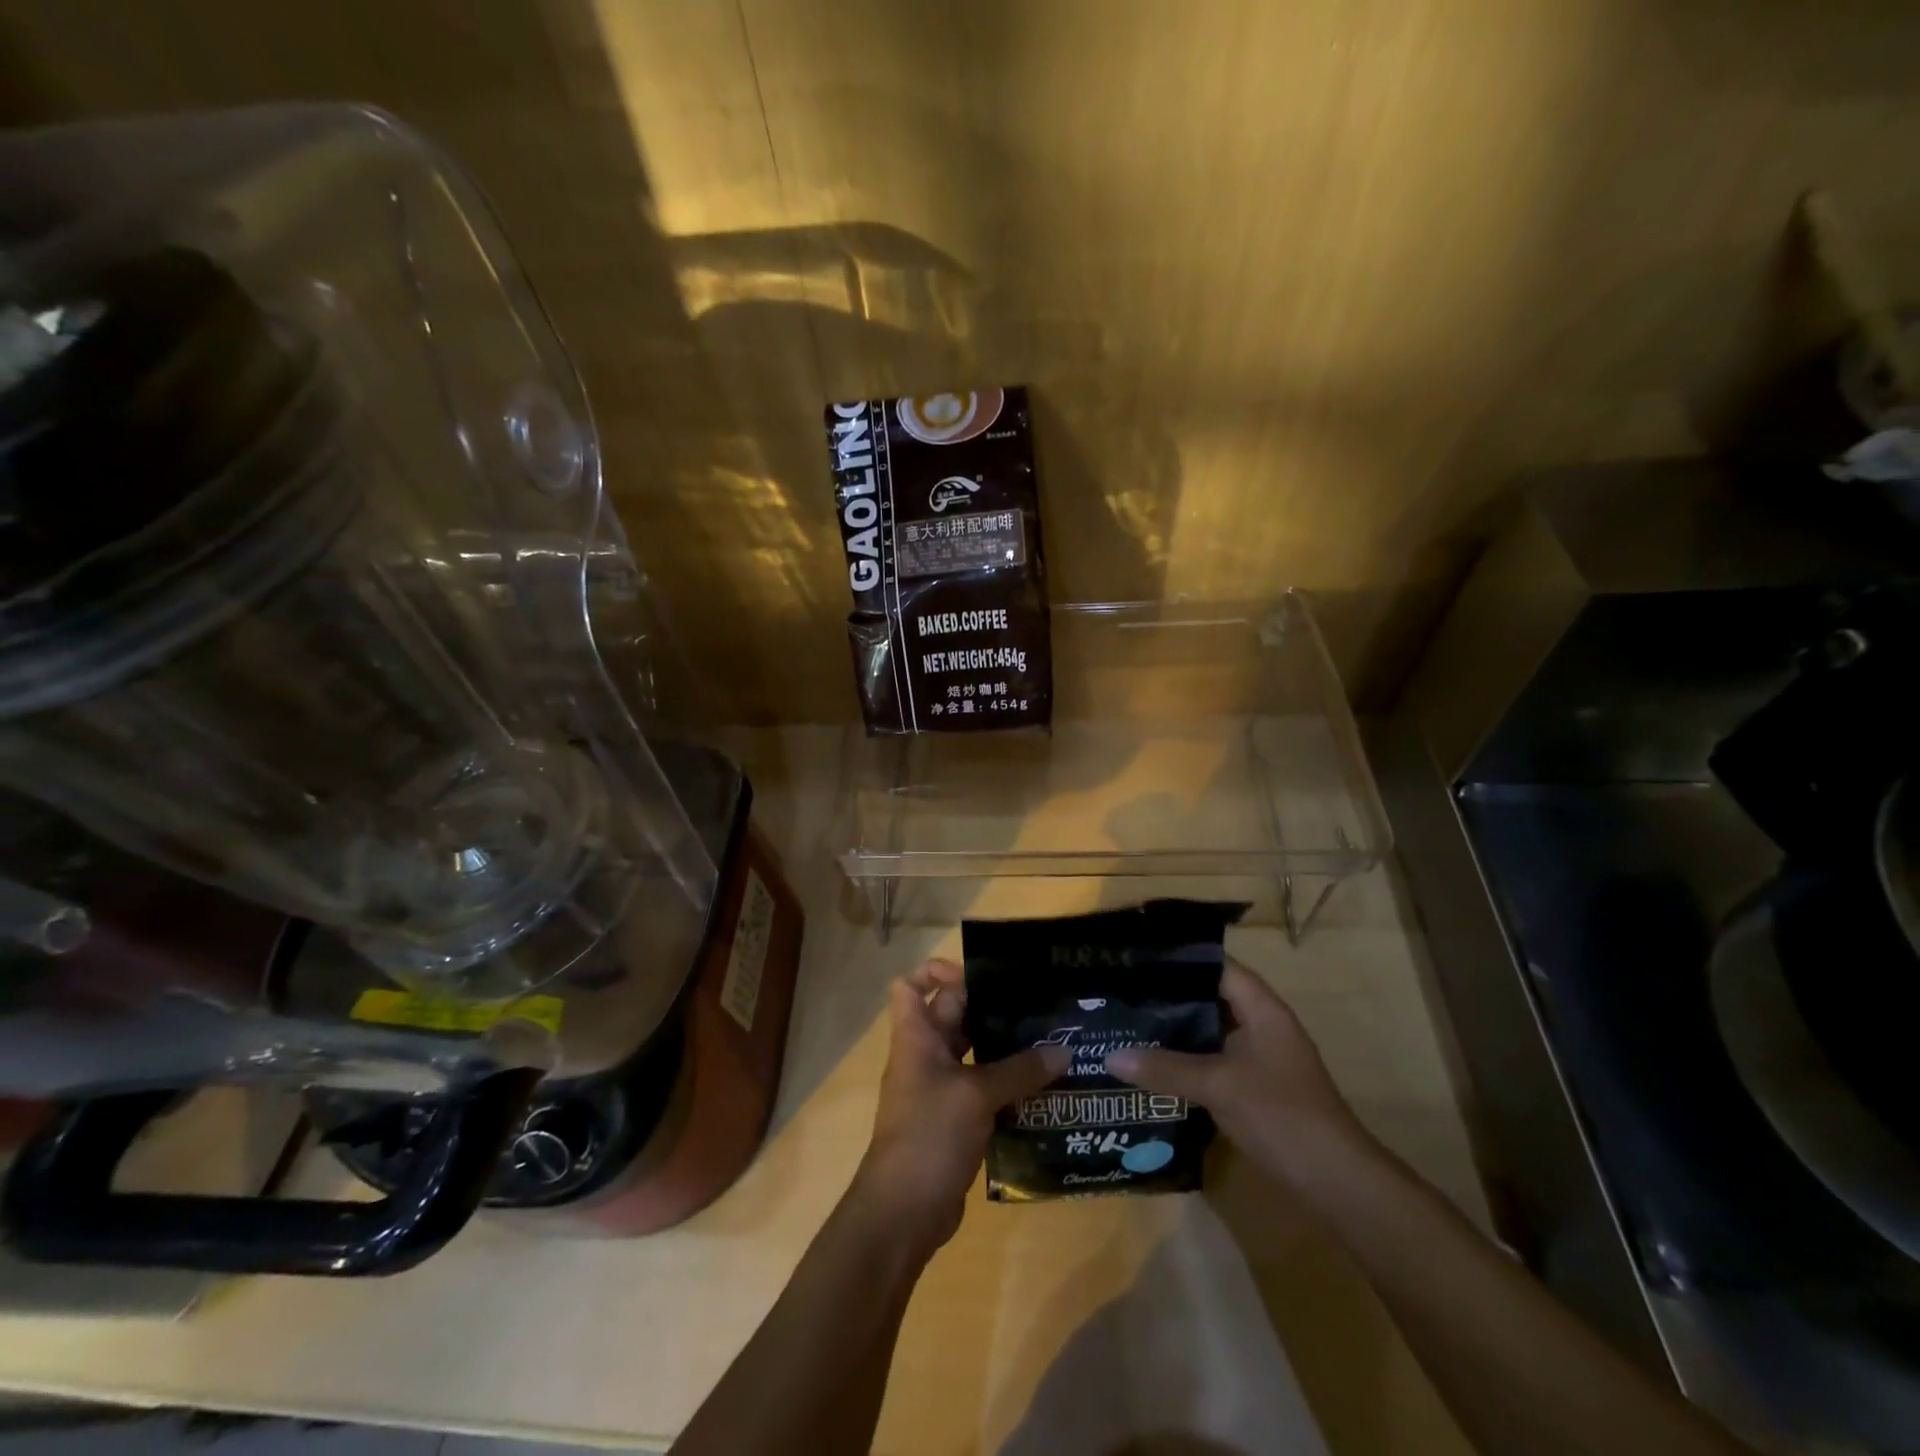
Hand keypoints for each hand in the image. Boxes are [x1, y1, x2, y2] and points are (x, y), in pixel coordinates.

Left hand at [851, 959, 1066, 1256]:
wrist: (903, 1212)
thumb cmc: (929, 1135)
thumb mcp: (976, 1096)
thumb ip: (1019, 1070)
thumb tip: (1063, 1050)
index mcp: (916, 1037)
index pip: (912, 985)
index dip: (939, 972)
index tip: (981, 976)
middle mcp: (926, 1055)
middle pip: (953, 1014)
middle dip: (990, 1006)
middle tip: (1036, 1003)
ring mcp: (940, 1089)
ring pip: (973, 1052)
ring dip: (1005, 1047)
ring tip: (1050, 1039)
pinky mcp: (957, 1119)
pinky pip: (984, 1087)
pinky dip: (1008, 1083)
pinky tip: (1045, 1085)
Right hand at [1105, 960, 1373, 1190]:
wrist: (1335, 1180)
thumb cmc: (1281, 1115)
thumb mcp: (1218, 1086)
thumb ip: (1165, 1068)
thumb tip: (1111, 1057)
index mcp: (1261, 1008)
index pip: (1215, 966)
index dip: (1178, 959)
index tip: (1136, 959)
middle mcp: (1261, 1024)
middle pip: (1209, 996)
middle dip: (1168, 995)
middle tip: (1122, 991)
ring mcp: (1259, 1056)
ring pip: (1209, 1030)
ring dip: (1176, 1029)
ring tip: (1128, 1022)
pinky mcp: (1254, 1085)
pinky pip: (1213, 1058)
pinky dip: (1186, 1058)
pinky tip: (1153, 1064)